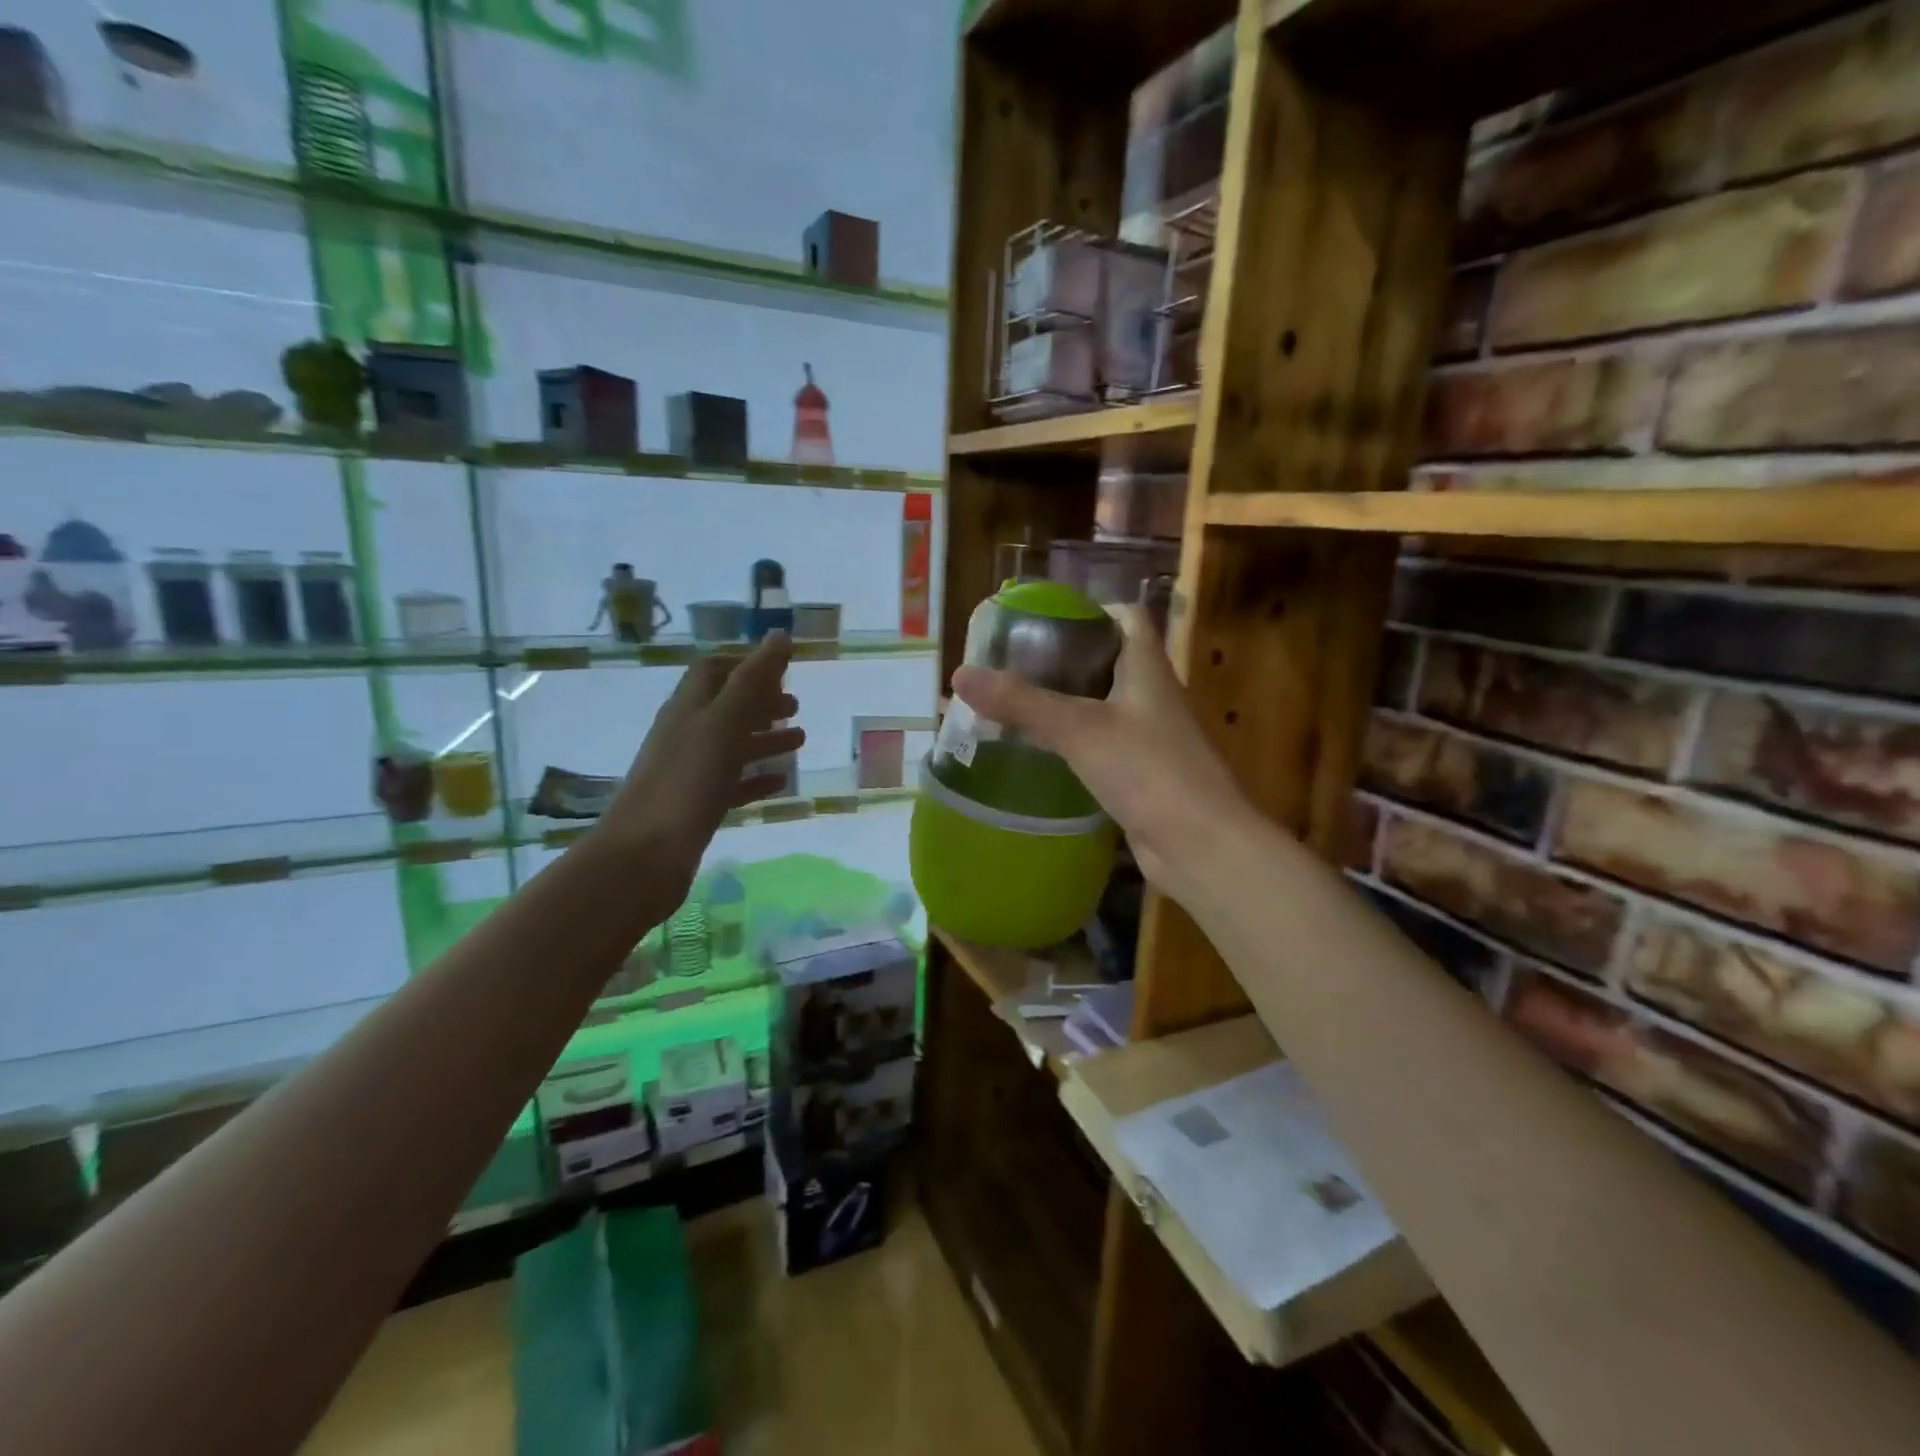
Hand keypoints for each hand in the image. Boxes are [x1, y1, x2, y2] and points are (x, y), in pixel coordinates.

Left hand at [596, 632, 804, 909]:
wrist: (644, 856)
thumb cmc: (686, 782)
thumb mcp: (724, 724)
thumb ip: (753, 681)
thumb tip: (779, 635)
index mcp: (688, 708)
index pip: (713, 670)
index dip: (745, 663)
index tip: (782, 668)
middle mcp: (686, 734)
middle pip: (725, 706)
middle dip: (761, 701)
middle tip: (795, 704)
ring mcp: (689, 772)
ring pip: (731, 745)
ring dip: (765, 738)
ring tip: (800, 741)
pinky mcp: (696, 806)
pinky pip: (731, 783)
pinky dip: (756, 777)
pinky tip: (779, 782)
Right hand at [949, 607, 1259, 907]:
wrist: (1201, 845)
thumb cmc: (1147, 771)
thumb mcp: (1078, 729)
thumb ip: (1021, 702)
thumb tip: (959, 674)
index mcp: (1147, 667)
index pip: (1125, 616)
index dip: (1088, 610)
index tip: (1042, 621)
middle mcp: (1151, 695)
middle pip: (1107, 660)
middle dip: (1063, 659)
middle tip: (1013, 665)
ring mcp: (1149, 737)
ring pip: (1102, 705)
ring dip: (1064, 702)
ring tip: (1015, 704)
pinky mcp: (1142, 774)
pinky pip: (1102, 745)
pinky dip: (1072, 742)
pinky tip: (1039, 752)